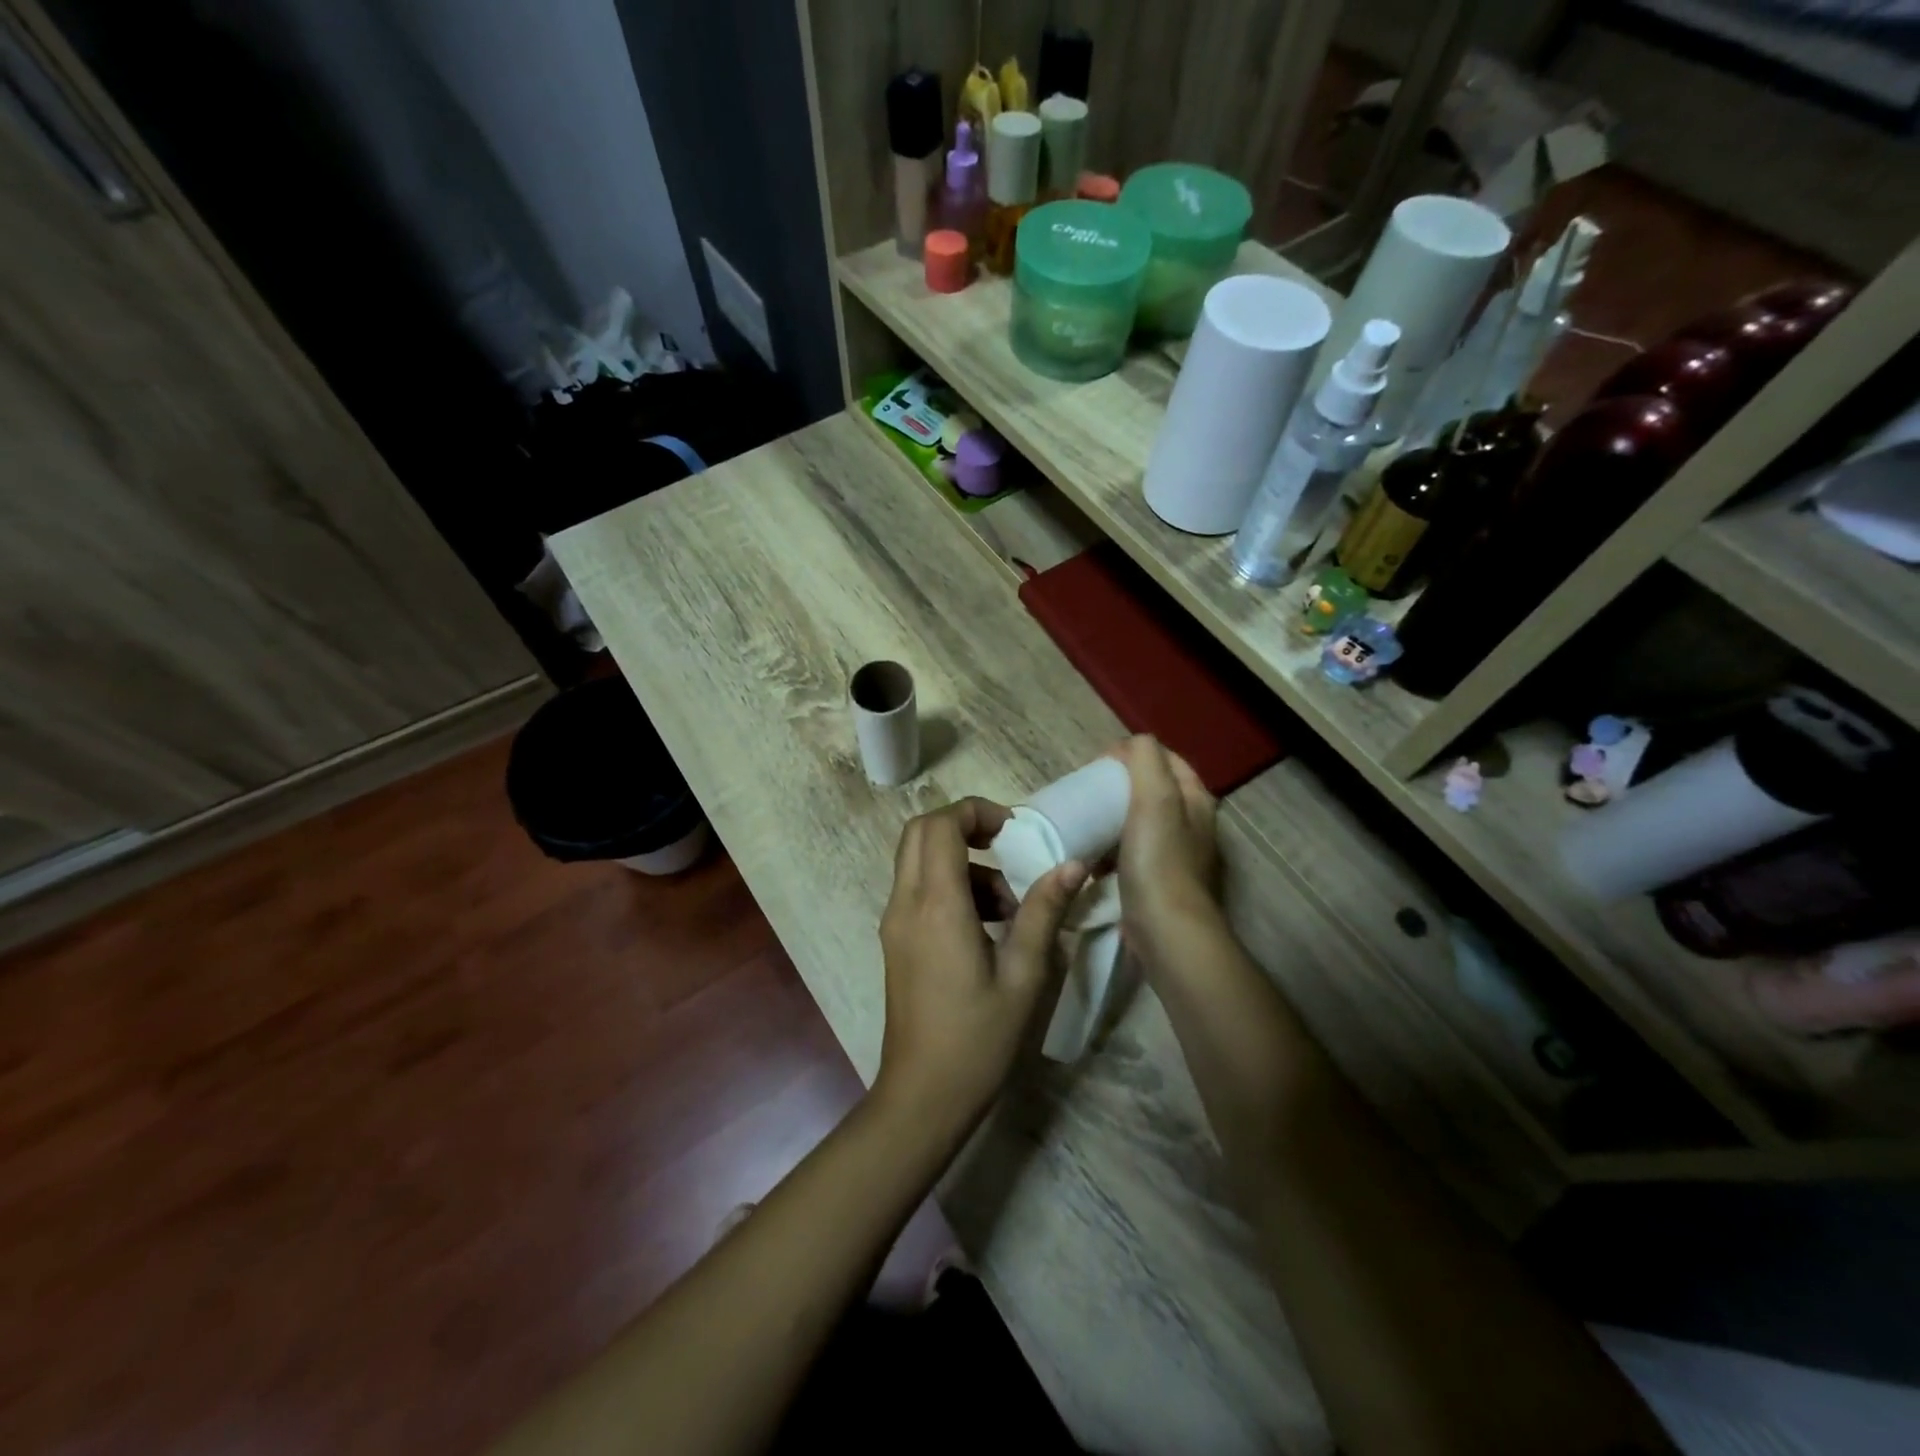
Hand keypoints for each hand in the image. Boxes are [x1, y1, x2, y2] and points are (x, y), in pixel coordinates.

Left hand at [875, 797, 1086, 1136]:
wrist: (922, 1096)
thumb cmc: (978, 1038)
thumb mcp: (1024, 975)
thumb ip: (1044, 912)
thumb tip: (1072, 865)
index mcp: (937, 905)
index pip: (941, 825)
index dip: (977, 811)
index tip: (1015, 830)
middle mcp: (906, 903)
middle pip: (920, 832)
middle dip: (965, 826)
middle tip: (1009, 848)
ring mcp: (894, 922)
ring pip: (918, 860)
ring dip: (963, 862)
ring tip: (1009, 906)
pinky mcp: (896, 940)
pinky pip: (918, 889)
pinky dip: (950, 886)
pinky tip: (987, 927)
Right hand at [1109, 736, 1220, 968]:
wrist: (1167, 931)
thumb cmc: (1159, 860)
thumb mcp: (1155, 798)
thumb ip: (1145, 760)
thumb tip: (1131, 744)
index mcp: (1196, 799)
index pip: (1166, 759)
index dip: (1133, 754)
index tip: (1098, 764)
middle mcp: (1193, 824)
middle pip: (1153, 791)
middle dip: (1120, 787)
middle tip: (1088, 792)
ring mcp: (1177, 856)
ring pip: (1140, 823)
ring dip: (1113, 820)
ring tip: (1086, 822)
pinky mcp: (1159, 883)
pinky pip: (1131, 854)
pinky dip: (1111, 851)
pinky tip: (1092, 860)